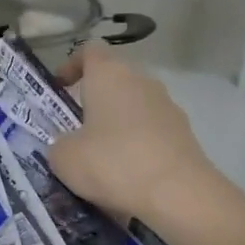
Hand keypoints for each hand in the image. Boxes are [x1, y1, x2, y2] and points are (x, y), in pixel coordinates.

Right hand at [46, 44, 212, 224]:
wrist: (178, 194)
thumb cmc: (112, 163)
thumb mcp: (64, 158)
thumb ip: (59, 144)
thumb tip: (69, 146)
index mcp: (109, 75)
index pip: (89, 51)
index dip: (71, 65)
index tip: (59, 88)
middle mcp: (141, 81)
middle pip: (113, 80)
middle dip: (94, 101)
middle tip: (76, 130)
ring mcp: (168, 106)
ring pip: (134, 108)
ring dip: (117, 125)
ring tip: (101, 159)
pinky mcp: (184, 134)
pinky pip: (151, 133)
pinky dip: (137, 147)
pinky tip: (127, 177)